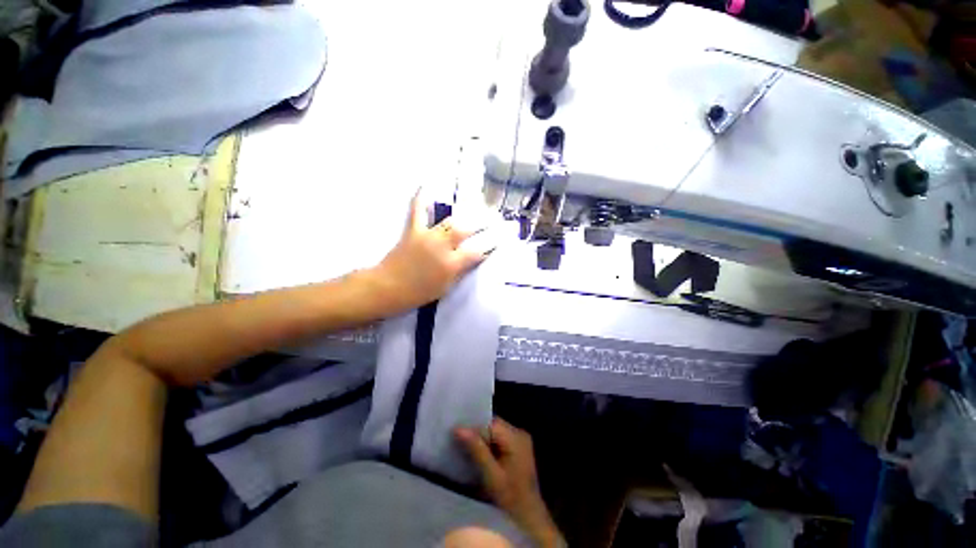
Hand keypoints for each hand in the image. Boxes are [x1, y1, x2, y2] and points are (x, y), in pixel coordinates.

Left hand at [372, 193, 488, 311]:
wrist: (388, 288)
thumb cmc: (419, 293)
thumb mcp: (446, 287)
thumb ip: (462, 271)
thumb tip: (476, 258)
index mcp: (451, 265)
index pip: (478, 250)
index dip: (492, 243)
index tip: (503, 237)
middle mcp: (442, 247)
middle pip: (467, 229)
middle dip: (484, 222)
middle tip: (495, 218)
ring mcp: (427, 236)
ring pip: (451, 220)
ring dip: (466, 212)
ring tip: (478, 206)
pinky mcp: (413, 230)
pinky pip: (417, 210)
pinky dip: (421, 197)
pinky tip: (426, 184)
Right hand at [455, 419, 563, 547]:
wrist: (529, 517)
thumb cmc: (510, 499)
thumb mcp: (491, 476)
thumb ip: (477, 450)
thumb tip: (459, 428)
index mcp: (516, 437)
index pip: (490, 424)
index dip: (473, 428)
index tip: (456, 435)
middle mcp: (519, 433)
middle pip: (494, 425)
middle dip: (477, 432)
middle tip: (458, 440)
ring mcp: (520, 440)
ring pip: (495, 431)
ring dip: (482, 438)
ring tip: (465, 446)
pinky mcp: (518, 447)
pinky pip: (500, 438)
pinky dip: (489, 444)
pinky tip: (479, 453)